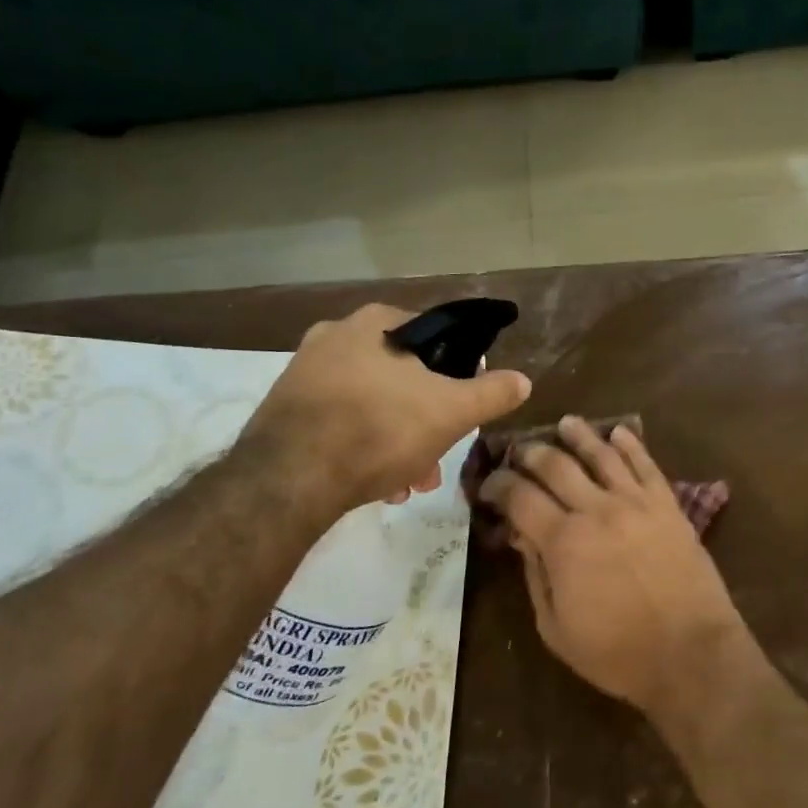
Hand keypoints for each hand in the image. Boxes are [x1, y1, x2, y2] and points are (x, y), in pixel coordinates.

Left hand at [238, 304, 530, 521]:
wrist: (287, 481)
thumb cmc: (379, 430)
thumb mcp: (451, 411)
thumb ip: (492, 393)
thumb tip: (524, 380)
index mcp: (375, 323)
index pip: (434, 335)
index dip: (458, 371)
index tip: (464, 404)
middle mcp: (334, 336)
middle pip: (402, 376)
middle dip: (426, 419)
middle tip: (438, 456)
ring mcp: (303, 373)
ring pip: (372, 403)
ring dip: (399, 440)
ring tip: (411, 482)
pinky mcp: (283, 411)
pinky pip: (340, 422)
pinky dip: (363, 447)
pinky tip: (377, 484)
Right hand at [479, 416, 746, 718]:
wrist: (689, 651)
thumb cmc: (617, 652)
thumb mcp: (556, 629)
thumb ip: (536, 576)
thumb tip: (523, 537)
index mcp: (563, 541)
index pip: (520, 497)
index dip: (498, 485)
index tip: (488, 484)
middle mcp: (596, 508)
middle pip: (556, 465)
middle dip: (531, 453)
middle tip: (519, 450)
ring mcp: (635, 501)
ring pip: (601, 454)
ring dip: (579, 435)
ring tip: (566, 423)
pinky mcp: (667, 503)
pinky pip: (645, 463)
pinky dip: (630, 444)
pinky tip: (619, 431)